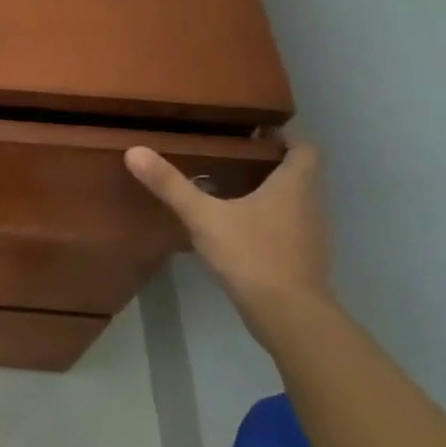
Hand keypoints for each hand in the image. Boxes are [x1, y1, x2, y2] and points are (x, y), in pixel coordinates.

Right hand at [124, 136, 333, 341]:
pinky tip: (238, 226)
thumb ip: (170, 185)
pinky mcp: (303, 258)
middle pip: (300, 173)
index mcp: (295, 185)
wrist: (288, 314)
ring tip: (231, 186)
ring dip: (271, 191)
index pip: (304, 148)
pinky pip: (289, 226)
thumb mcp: (203, 216)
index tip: (255, 132)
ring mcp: (311, 234)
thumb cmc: (252, 254)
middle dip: (270, 162)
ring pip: (295, 201)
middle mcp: (311, 204)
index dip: (284, 137)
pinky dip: (270, 218)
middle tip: (231, 155)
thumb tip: (134, 151)